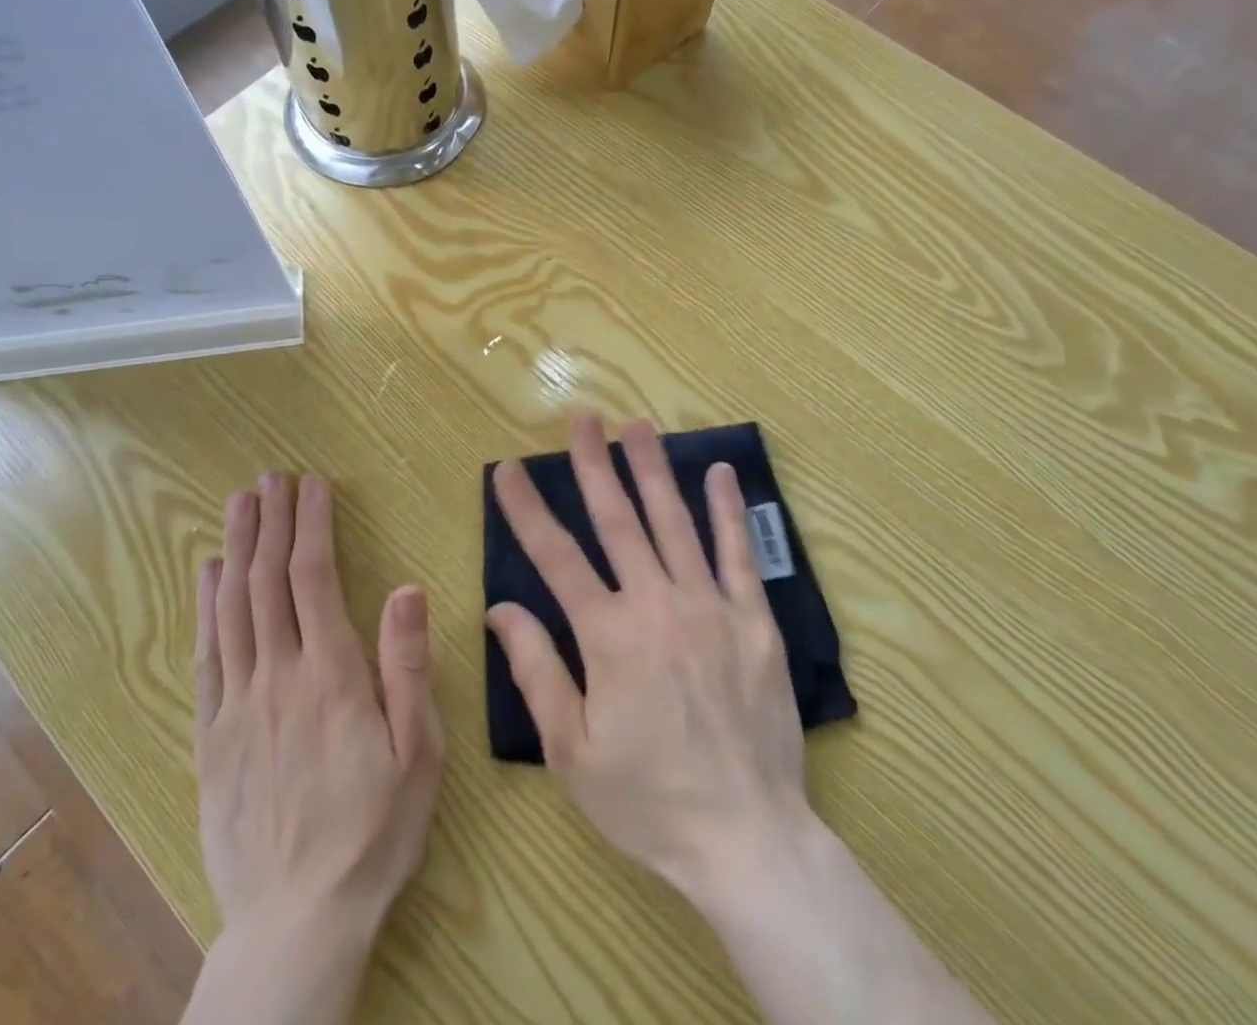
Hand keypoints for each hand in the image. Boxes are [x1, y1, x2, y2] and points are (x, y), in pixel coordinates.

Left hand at [195, 472, 443, 944]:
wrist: (297, 923)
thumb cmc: (373, 832)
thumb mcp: (417, 752)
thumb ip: (406, 666)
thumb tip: (406, 588)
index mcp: (332, 675)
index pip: (315, 578)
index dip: (312, 524)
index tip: (312, 484)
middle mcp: (278, 676)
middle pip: (267, 581)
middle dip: (271, 522)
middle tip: (271, 477)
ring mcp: (238, 704)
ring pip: (231, 608)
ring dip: (236, 548)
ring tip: (239, 504)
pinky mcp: (211, 736)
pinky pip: (205, 656)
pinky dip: (204, 606)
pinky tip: (207, 573)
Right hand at [486, 415, 809, 900]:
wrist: (747, 838)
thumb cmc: (648, 798)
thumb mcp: (572, 750)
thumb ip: (536, 671)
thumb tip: (502, 608)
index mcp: (607, 635)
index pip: (555, 556)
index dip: (527, 509)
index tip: (508, 469)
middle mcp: (656, 604)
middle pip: (617, 521)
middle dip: (594, 465)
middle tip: (582, 418)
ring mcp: (710, 606)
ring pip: (674, 522)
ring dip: (653, 470)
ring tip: (638, 426)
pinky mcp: (754, 620)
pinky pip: (739, 554)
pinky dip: (728, 511)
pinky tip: (720, 473)